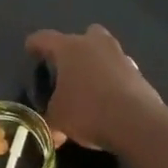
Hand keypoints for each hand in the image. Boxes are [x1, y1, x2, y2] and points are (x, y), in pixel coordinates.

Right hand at [26, 24, 164, 152]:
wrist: (137, 122)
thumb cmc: (88, 112)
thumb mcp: (59, 120)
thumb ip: (51, 120)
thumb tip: (52, 132)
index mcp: (68, 48)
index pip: (45, 38)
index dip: (35, 44)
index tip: (30, 49)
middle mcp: (94, 44)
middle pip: (82, 35)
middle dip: (74, 48)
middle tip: (67, 67)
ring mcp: (119, 56)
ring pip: (104, 51)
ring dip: (97, 63)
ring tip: (89, 86)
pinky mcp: (138, 72)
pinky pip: (120, 70)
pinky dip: (113, 80)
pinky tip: (110, 99)